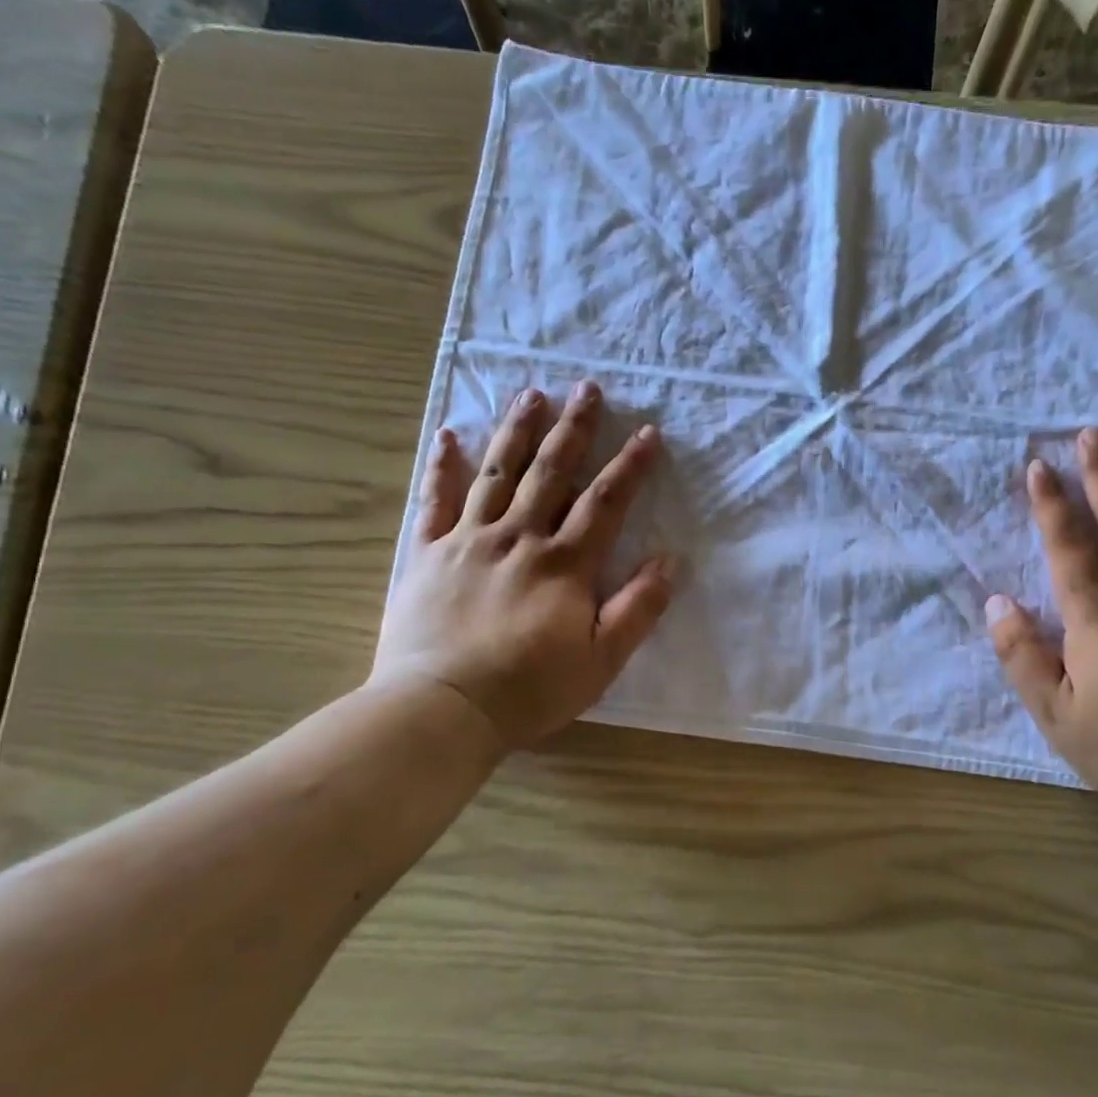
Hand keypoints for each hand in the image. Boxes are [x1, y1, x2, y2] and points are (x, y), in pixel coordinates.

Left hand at [372, 381, 674, 750]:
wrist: (442, 708)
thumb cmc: (530, 689)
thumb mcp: (602, 660)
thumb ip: (637, 608)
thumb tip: (669, 560)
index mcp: (564, 564)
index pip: (605, 503)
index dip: (630, 466)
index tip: (648, 432)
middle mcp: (519, 538)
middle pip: (551, 472)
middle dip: (574, 429)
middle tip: (587, 387)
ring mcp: (469, 541)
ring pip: (498, 473)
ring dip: (517, 431)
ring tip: (531, 394)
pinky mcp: (428, 554)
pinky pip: (435, 500)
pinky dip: (443, 466)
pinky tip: (448, 436)